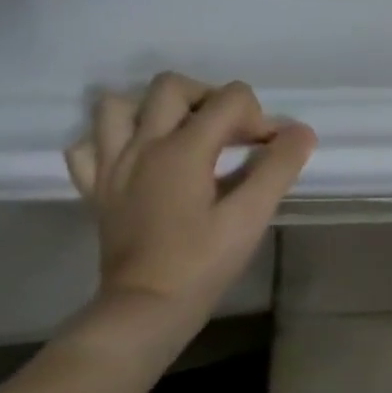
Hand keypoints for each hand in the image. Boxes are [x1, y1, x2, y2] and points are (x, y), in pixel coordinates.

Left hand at [64, 73, 315, 329]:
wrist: (147, 306)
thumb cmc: (204, 261)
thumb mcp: (252, 215)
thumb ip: (279, 167)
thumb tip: (301, 131)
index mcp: (182, 149)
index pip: (229, 100)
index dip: (260, 117)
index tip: (271, 151)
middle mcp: (141, 146)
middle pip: (172, 87)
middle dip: (210, 98)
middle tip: (232, 133)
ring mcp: (111, 165)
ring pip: (118, 106)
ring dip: (154, 110)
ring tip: (183, 134)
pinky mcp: (96, 188)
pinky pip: (90, 145)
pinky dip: (114, 140)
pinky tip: (140, 159)